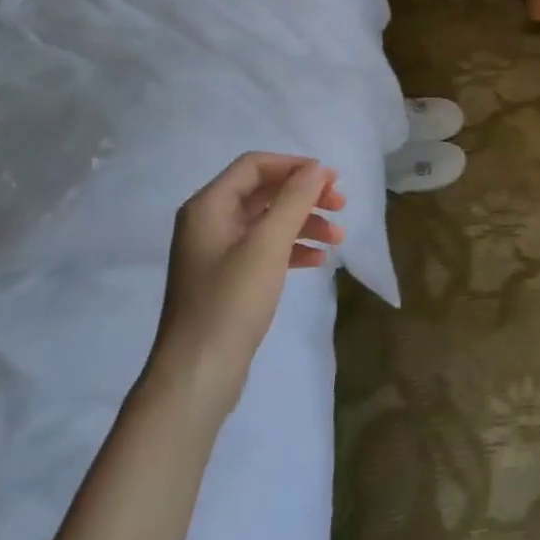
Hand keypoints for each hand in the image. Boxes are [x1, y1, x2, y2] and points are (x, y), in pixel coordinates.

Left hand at [153, 153, 344, 396]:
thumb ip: (294, 199)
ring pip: (268, 222)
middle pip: (264, 192)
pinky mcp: (228, 280)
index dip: (294, 166)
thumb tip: (316, 168)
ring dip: (304, 222)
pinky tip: (319, 260)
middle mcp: (209, 222)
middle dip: (304, 195)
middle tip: (341, 205)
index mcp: (209, 206)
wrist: (198, 373)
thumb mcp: (268, 244)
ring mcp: (217, 253)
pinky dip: (292, 248)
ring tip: (338, 237)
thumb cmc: (232, 300)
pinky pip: (265, 250)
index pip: (254, 165)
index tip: (331, 178)